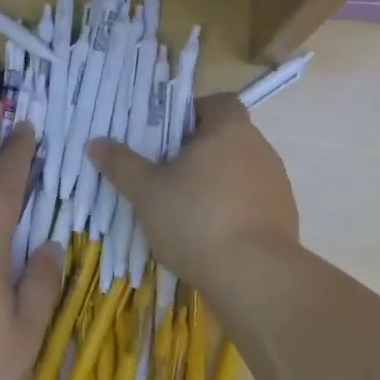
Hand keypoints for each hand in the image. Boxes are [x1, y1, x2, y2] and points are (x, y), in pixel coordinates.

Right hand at [87, 92, 299, 298]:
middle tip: (167, 174)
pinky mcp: (284, 216)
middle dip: (198, 152)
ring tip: (186, 209)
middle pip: (227, 136)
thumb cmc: (196, 220)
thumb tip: (95, 142)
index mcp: (230, 129)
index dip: (193, 113)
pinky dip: (233, 209)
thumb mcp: (147, 192)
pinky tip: (211, 236)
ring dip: (216, 182)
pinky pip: (252, 201)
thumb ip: (121, 164)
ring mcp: (277, 183)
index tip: (168, 137)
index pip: (219, 102)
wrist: (255, 277)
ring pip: (240, 170)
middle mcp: (259, 148)